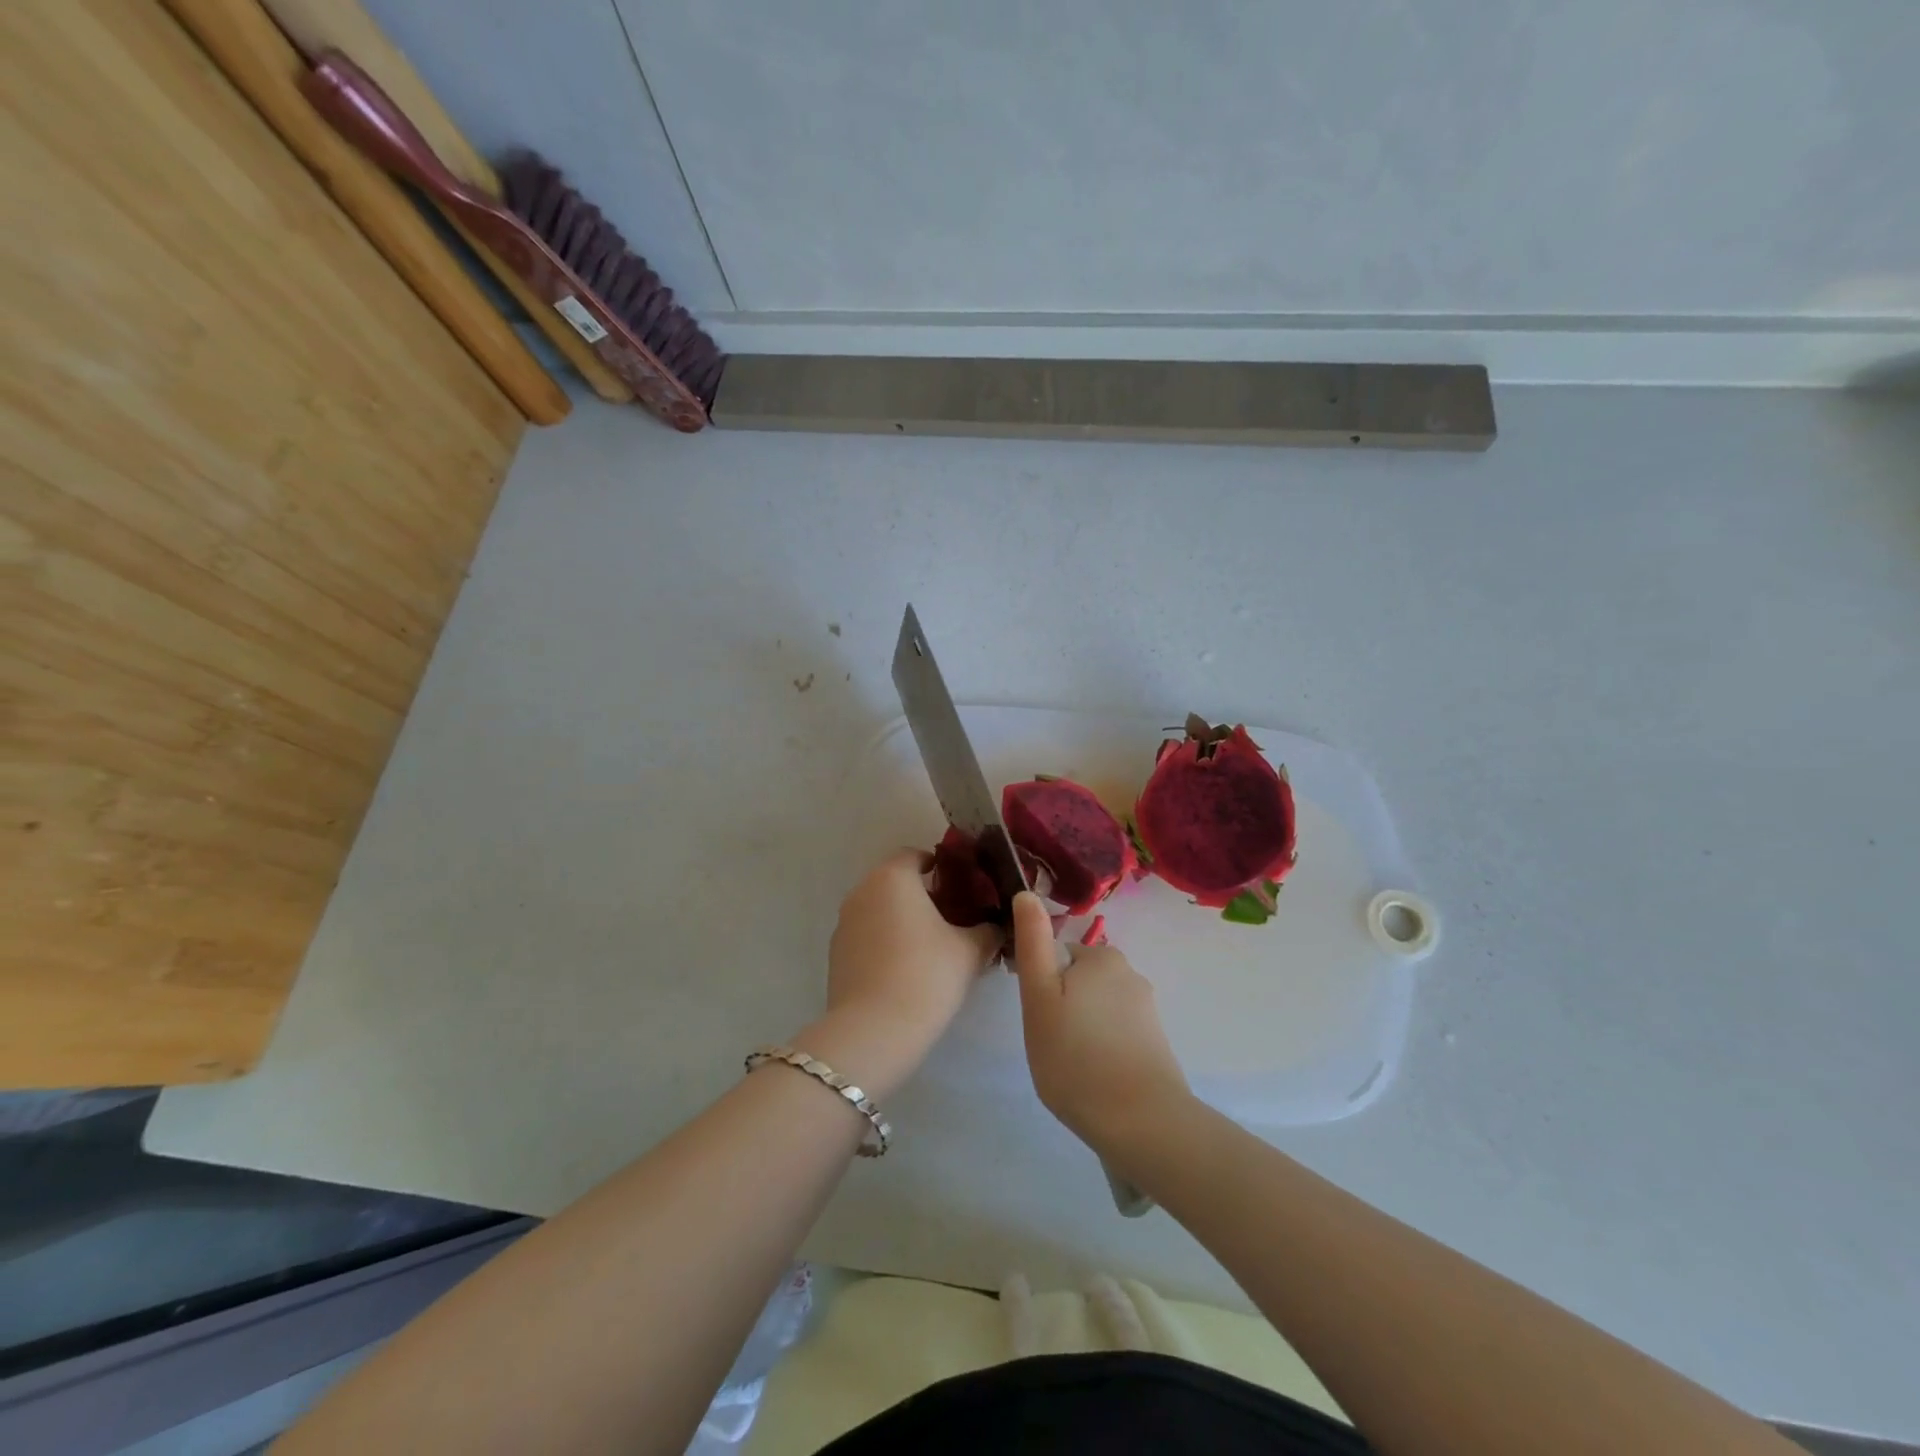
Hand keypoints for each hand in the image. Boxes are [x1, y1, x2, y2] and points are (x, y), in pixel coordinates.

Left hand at [799, 849, 1000, 1101]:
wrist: (873, 1030)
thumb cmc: (926, 975)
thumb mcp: (971, 951)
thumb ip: (988, 930)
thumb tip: (997, 925)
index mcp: (893, 877)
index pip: (916, 855)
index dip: (941, 866)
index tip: (963, 886)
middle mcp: (863, 891)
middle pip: (897, 882)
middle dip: (924, 895)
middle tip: (955, 918)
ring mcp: (844, 923)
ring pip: (880, 909)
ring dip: (904, 919)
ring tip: (933, 948)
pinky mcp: (836, 954)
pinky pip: (867, 935)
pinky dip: (886, 942)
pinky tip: (907, 970)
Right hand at [1011, 891, 1190, 1152]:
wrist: (1142, 1123)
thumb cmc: (1076, 1057)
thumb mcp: (1039, 997)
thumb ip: (1033, 943)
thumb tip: (1026, 894)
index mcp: (1101, 957)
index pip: (1057, 957)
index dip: (1040, 985)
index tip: (1037, 1018)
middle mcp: (1129, 973)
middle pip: (1078, 981)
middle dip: (1062, 1006)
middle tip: (1051, 1043)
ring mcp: (1146, 1009)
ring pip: (1096, 1008)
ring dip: (1082, 1028)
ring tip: (1073, 1066)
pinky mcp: (1155, 1042)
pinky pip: (1116, 1032)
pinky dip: (1102, 1048)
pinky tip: (1096, 1077)